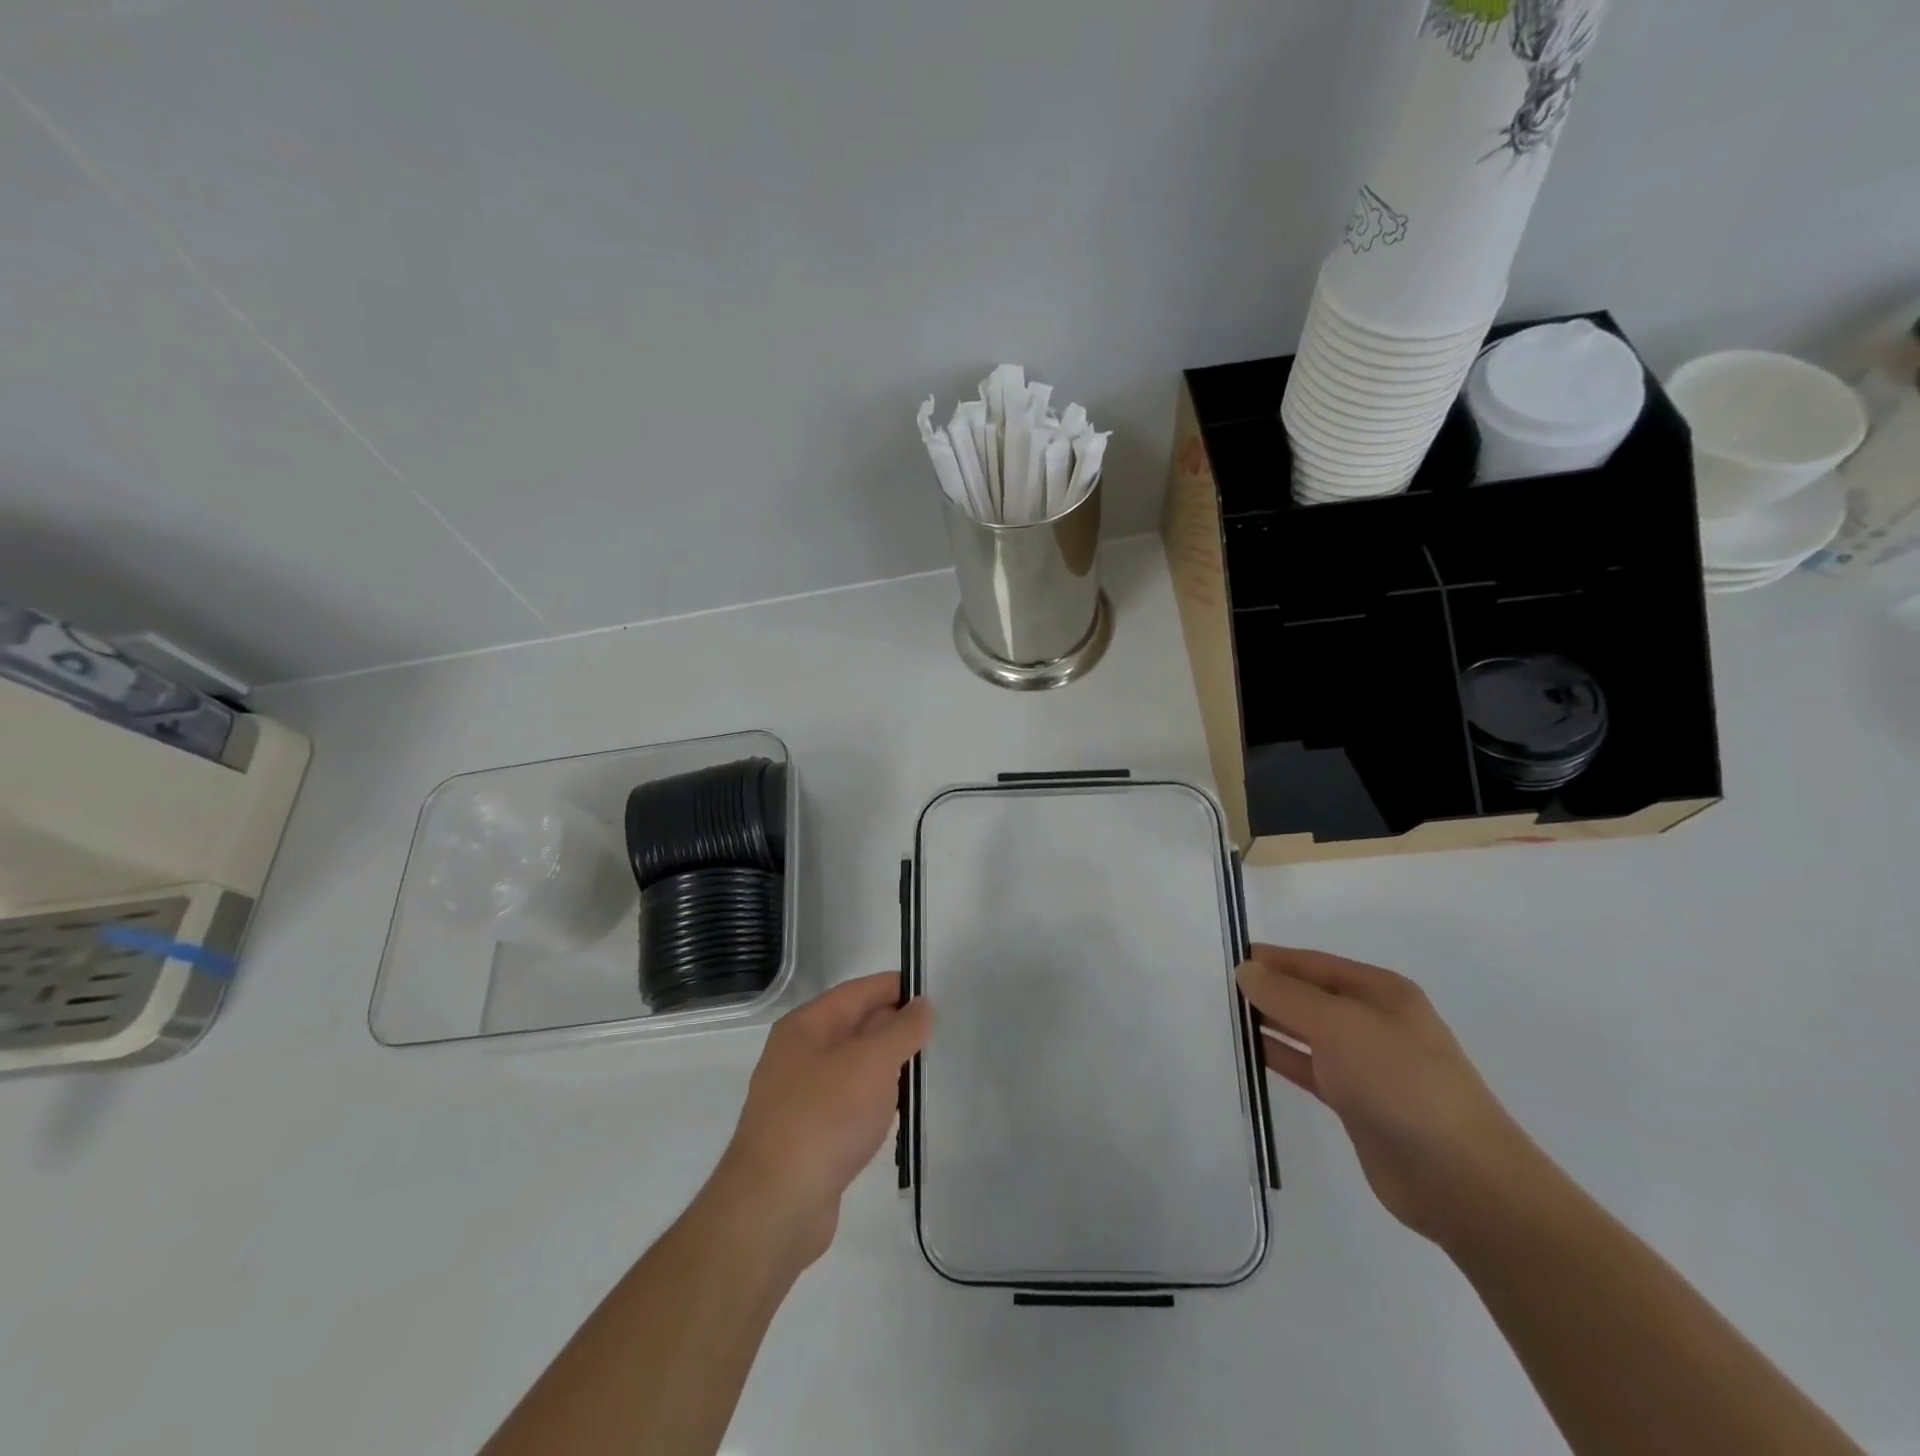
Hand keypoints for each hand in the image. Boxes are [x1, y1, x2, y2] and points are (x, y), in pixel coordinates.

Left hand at [712, 973, 930, 1269]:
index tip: (933, 996)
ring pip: (853, 1068)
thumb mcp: (873, 1062)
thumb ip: (902, 1029)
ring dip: (885, 1069)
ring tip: (920, 1076)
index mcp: (805, 1026)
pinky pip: (847, 1104)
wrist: (774, 1207)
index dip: (895, 989)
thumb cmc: (825, 1117)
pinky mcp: (806, 1137)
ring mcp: (798, 1097)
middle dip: (894, 1029)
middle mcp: (797, 1055)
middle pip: (854, 1027)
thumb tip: (921, 1005)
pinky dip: (872, 1103)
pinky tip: (892, 1117)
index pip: (858, 991)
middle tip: (935, 1037)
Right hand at [1237, 944, 1544, 1246]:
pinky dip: (1280, 1058)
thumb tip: (1246, 971)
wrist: (1460, 1179)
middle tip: (1217, 991)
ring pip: (1306, 1033)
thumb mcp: (1338, 1025)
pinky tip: (1249, 1055)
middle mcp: (1374, 1022)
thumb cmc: (1400, 1081)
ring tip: (1224, 1019)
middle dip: (1268, 991)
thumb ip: (1286, 995)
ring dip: (1270, 1024)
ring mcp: (1367, 1064)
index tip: (1227, 960)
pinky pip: (1308, 1068)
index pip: (1314, 963)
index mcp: (1381, 991)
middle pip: (1310, 996)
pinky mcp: (1356, 1103)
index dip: (1273, 960)